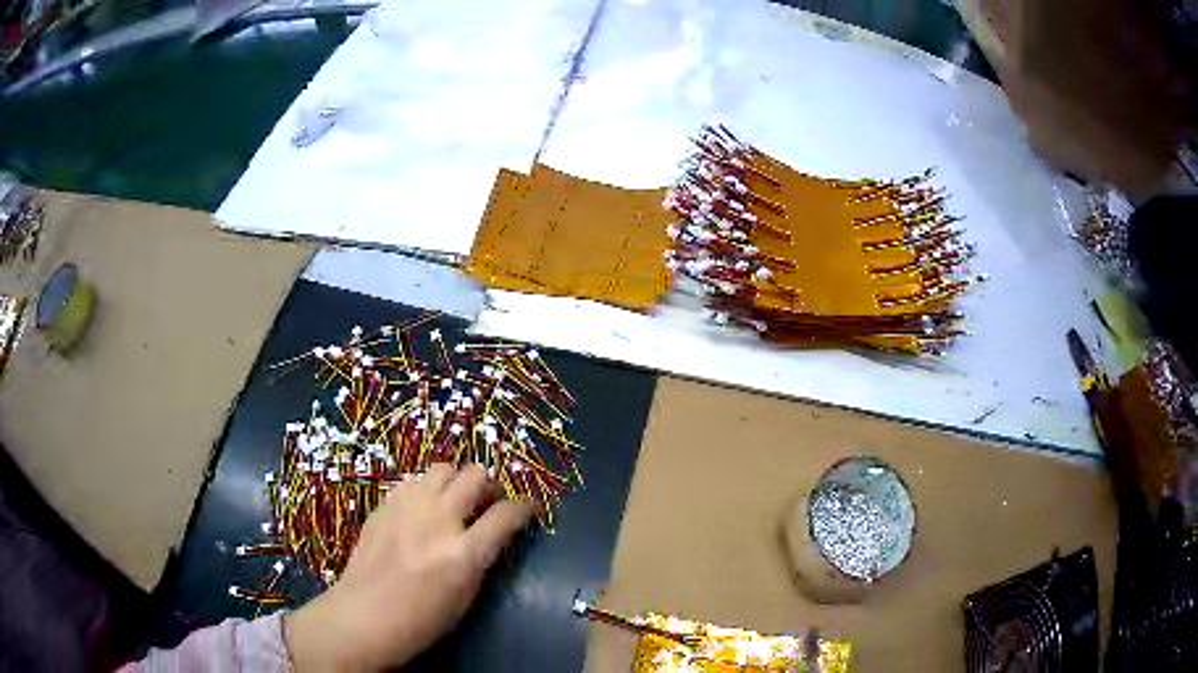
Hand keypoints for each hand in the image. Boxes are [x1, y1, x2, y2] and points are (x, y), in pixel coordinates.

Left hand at [284, 463, 534, 670]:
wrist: (363, 616)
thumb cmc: (421, 621)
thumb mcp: (465, 597)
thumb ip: (481, 559)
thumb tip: (491, 535)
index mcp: (464, 553)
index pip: (507, 514)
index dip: (524, 508)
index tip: (527, 509)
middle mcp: (438, 520)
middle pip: (475, 476)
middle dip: (490, 486)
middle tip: (489, 502)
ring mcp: (407, 507)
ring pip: (443, 468)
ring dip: (457, 481)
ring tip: (455, 501)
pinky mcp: (385, 504)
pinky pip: (414, 481)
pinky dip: (427, 490)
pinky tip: (423, 509)